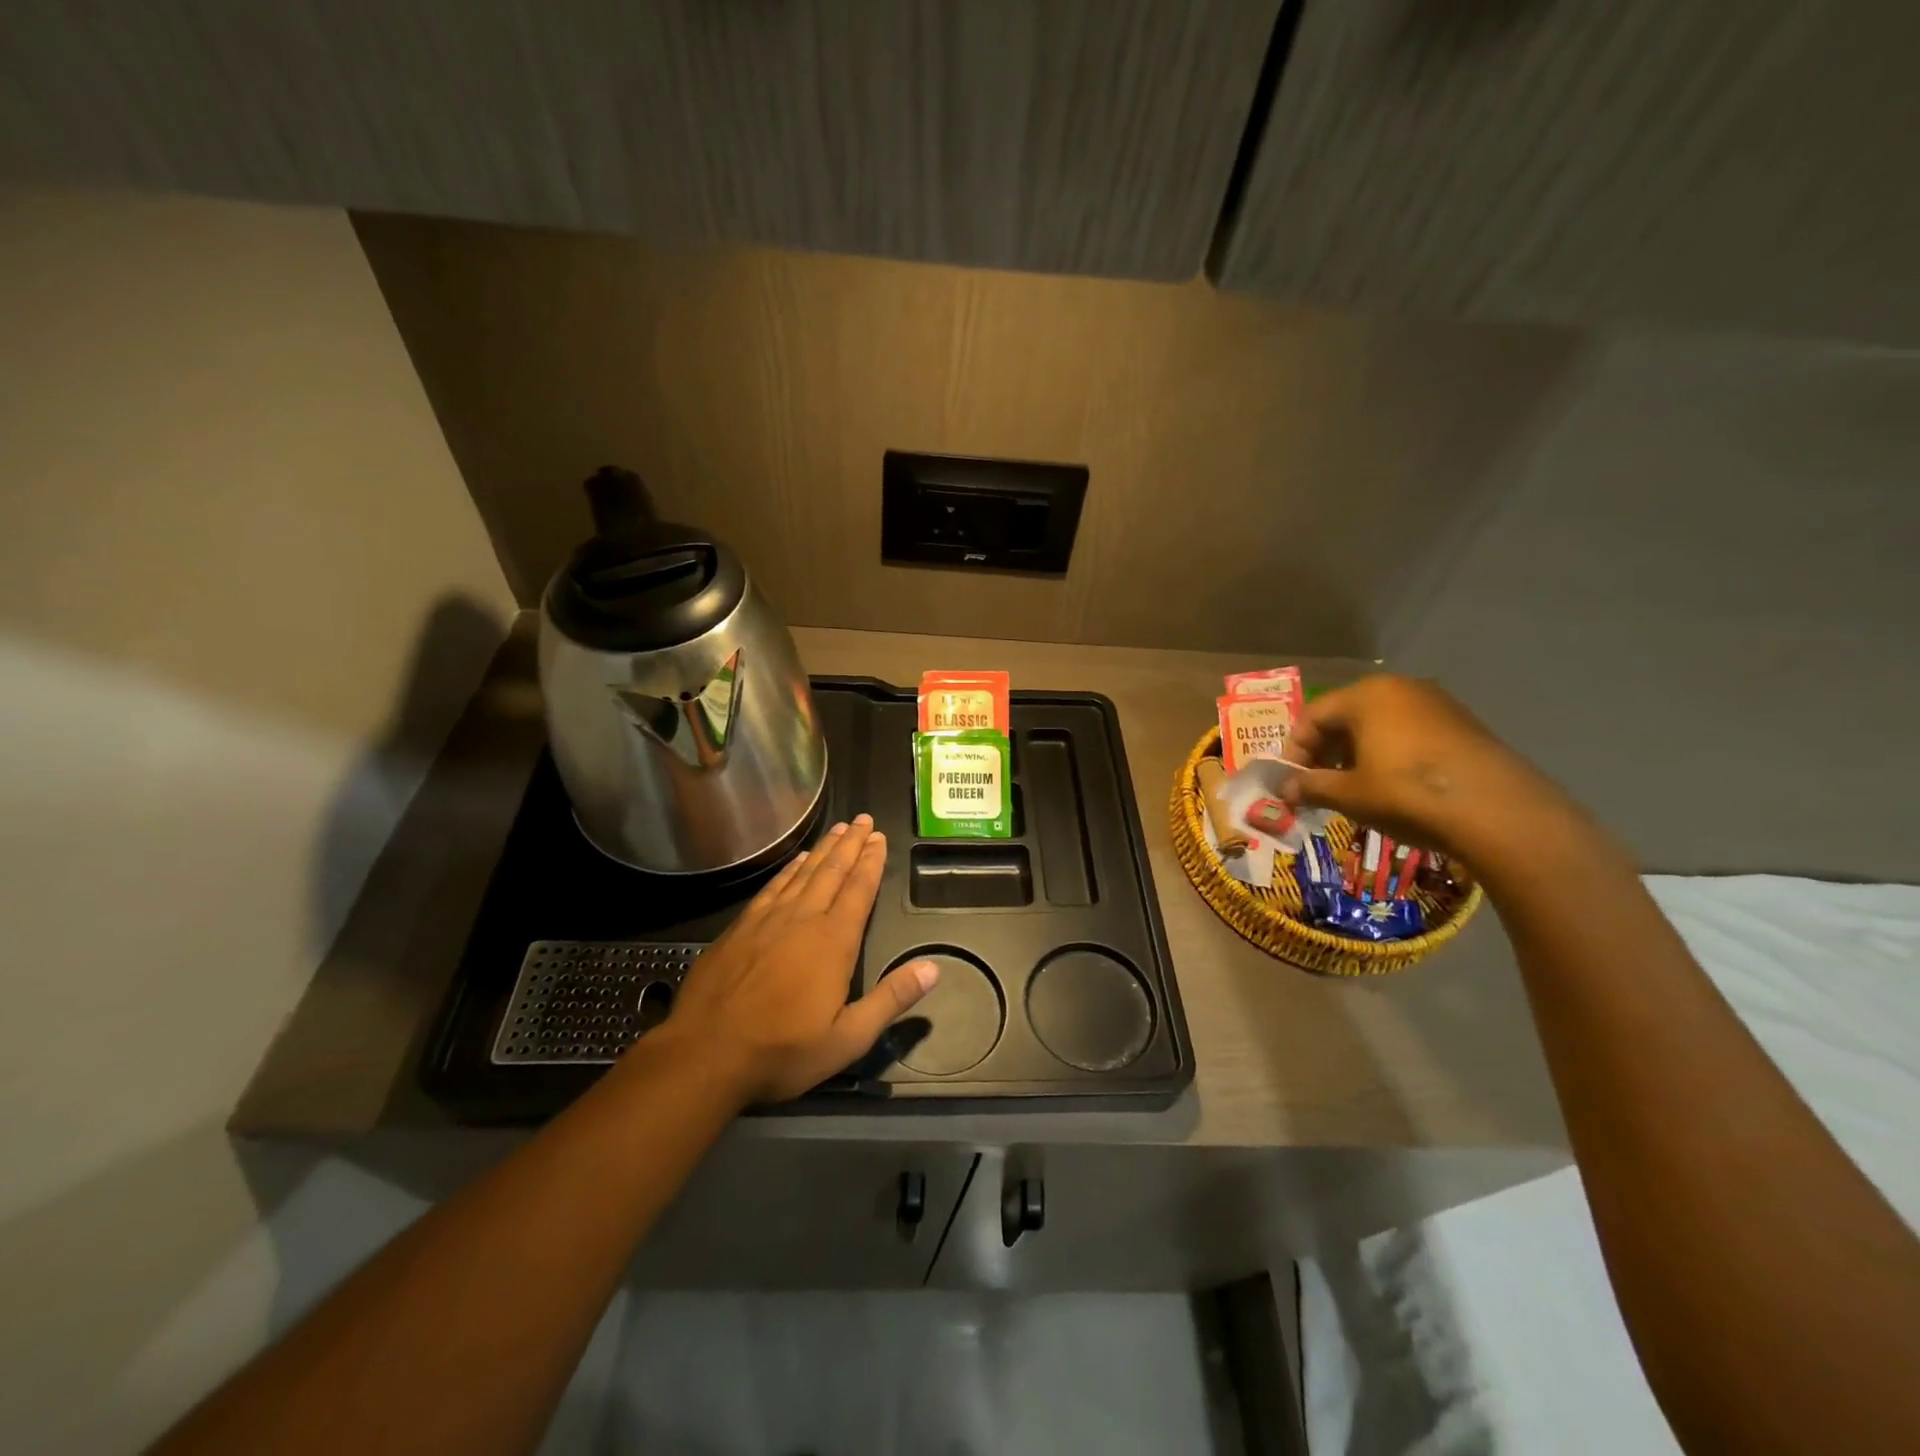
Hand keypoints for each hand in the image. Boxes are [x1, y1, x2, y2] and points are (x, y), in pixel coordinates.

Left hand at [661, 815, 938, 1104]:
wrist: (705, 1054)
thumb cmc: (782, 1051)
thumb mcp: (848, 1038)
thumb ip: (891, 1000)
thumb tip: (934, 968)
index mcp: (833, 942)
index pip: (858, 890)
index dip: (871, 862)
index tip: (880, 838)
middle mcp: (802, 919)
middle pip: (832, 872)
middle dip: (851, 844)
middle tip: (864, 820)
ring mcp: (767, 920)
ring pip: (803, 873)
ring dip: (823, 849)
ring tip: (839, 829)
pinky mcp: (739, 928)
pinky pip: (772, 887)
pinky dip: (789, 870)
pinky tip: (796, 861)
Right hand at [1281, 675, 1566, 858]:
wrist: (1499, 812)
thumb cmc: (1407, 793)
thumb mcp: (1349, 794)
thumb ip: (1311, 787)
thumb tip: (1285, 790)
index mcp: (1366, 695)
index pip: (1312, 716)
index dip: (1294, 751)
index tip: (1290, 783)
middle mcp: (1400, 689)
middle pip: (1345, 717)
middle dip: (1324, 752)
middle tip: (1316, 786)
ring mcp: (1437, 704)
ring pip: (1378, 726)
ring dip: (1355, 755)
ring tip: (1352, 790)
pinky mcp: (1463, 725)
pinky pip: (1408, 734)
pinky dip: (1388, 755)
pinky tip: (1391, 787)